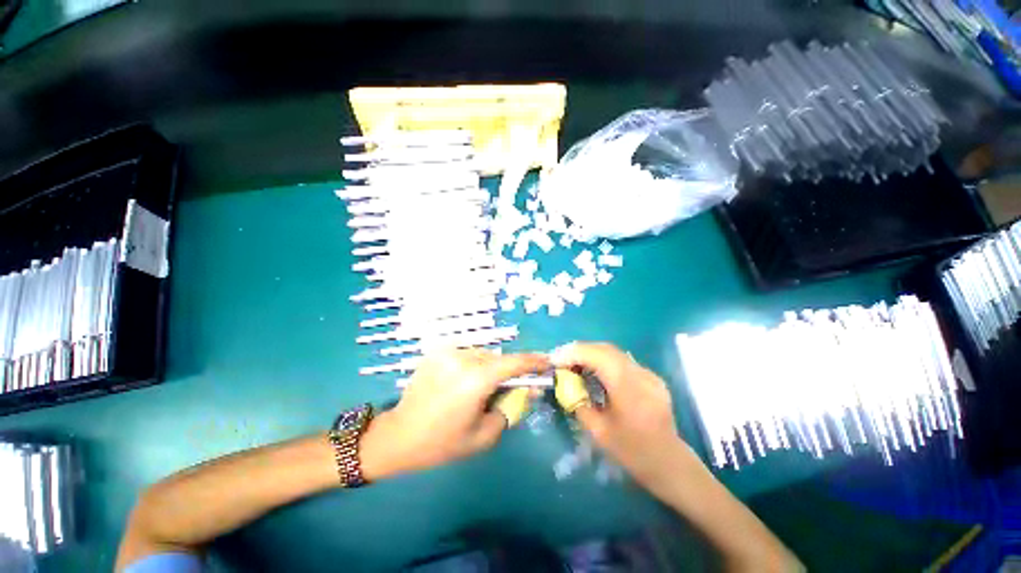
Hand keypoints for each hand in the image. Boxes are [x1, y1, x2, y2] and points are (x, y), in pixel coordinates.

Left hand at [360, 349, 547, 479]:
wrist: (398, 435)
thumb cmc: (442, 443)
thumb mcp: (484, 435)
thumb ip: (511, 408)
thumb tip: (529, 389)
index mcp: (475, 380)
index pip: (514, 363)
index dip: (533, 361)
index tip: (547, 362)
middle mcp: (462, 358)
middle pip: (498, 358)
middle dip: (509, 371)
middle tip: (510, 387)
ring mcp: (447, 352)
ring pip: (483, 355)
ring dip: (490, 368)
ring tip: (482, 388)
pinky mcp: (437, 352)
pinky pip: (466, 355)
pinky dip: (473, 366)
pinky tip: (463, 383)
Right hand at [551, 342, 687, 487]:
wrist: (670, 464)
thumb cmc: (632, 452)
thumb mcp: (598, 431)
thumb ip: (578, 402)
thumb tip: (564, 382)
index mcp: (628, 388)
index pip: (597, 356)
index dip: (573, 353)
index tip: (554, 359)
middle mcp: (640, 374)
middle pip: (604, 349)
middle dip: (579, 350)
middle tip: (561, 360)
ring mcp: (648, 373)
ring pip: (613, 352)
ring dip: (590, 354)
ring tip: (573, 364)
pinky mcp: (650, 376)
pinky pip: (622, 361)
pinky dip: (603, 360)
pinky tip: (594, 371)